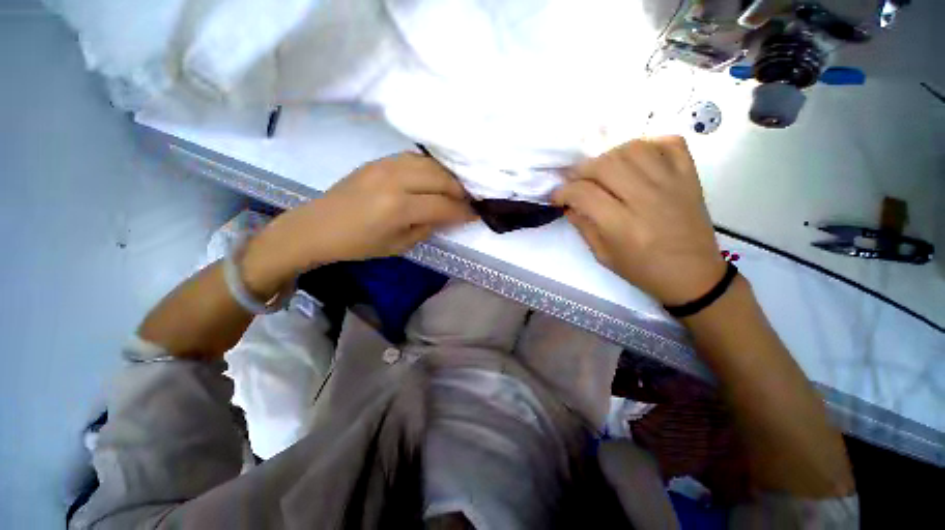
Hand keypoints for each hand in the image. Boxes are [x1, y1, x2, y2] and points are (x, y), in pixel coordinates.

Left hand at [242, 153, 476, 294]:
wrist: (318, 226)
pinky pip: (413, 158)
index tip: (476, 215)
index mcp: (398, 208)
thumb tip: (445, 215)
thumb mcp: (399, 245)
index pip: (443, 206)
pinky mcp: (378, 161)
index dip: (463, 211)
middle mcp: (395, 181)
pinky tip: (433, 178)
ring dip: (447, 176)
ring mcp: (385, 166)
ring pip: (429, 164)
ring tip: (453, 189)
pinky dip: (430, 168)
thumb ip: (427, 227)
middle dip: (460, 190)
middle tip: (467, 201)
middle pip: (441, 178)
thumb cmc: (358, 244)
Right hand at [551, 137, 725, 305]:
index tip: (556, 196)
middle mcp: (646, 199)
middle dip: (580, 170)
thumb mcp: (603, 256)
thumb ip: (584, 226)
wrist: (693, 274)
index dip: (562, 192)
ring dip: (609, 155)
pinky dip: (649, 144)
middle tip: (574, 181)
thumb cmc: (643, 270)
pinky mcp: (689, 177)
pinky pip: (669, 143)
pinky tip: (636, 160)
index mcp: (622, 226)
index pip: (583, 194)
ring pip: (633, 149)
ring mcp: (671, 184)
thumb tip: (569, 204)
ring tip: (603, 170)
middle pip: (605, 165)